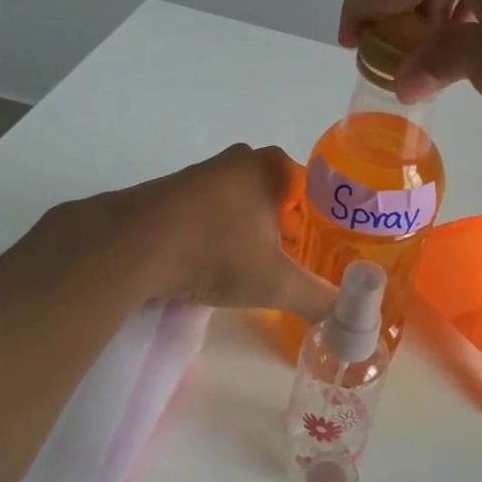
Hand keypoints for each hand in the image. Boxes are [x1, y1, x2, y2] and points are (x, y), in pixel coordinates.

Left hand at [32, 145, 337, 319]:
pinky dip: (219, 234)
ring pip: (243, 204)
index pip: (315, 192)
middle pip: (280, 198)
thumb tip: (350, 322)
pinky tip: (215, 264)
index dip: (323, 225)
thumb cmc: (216, 252)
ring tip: (255, 270)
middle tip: (295, 266)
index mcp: (272, 167)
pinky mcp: (172, 191)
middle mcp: (240, 159)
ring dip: (251, 233)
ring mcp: (203, 172)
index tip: (324, 254)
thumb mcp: (276, 283)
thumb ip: (318, 299)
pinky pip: (211, 212)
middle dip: (288, 231)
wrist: (132, 246)